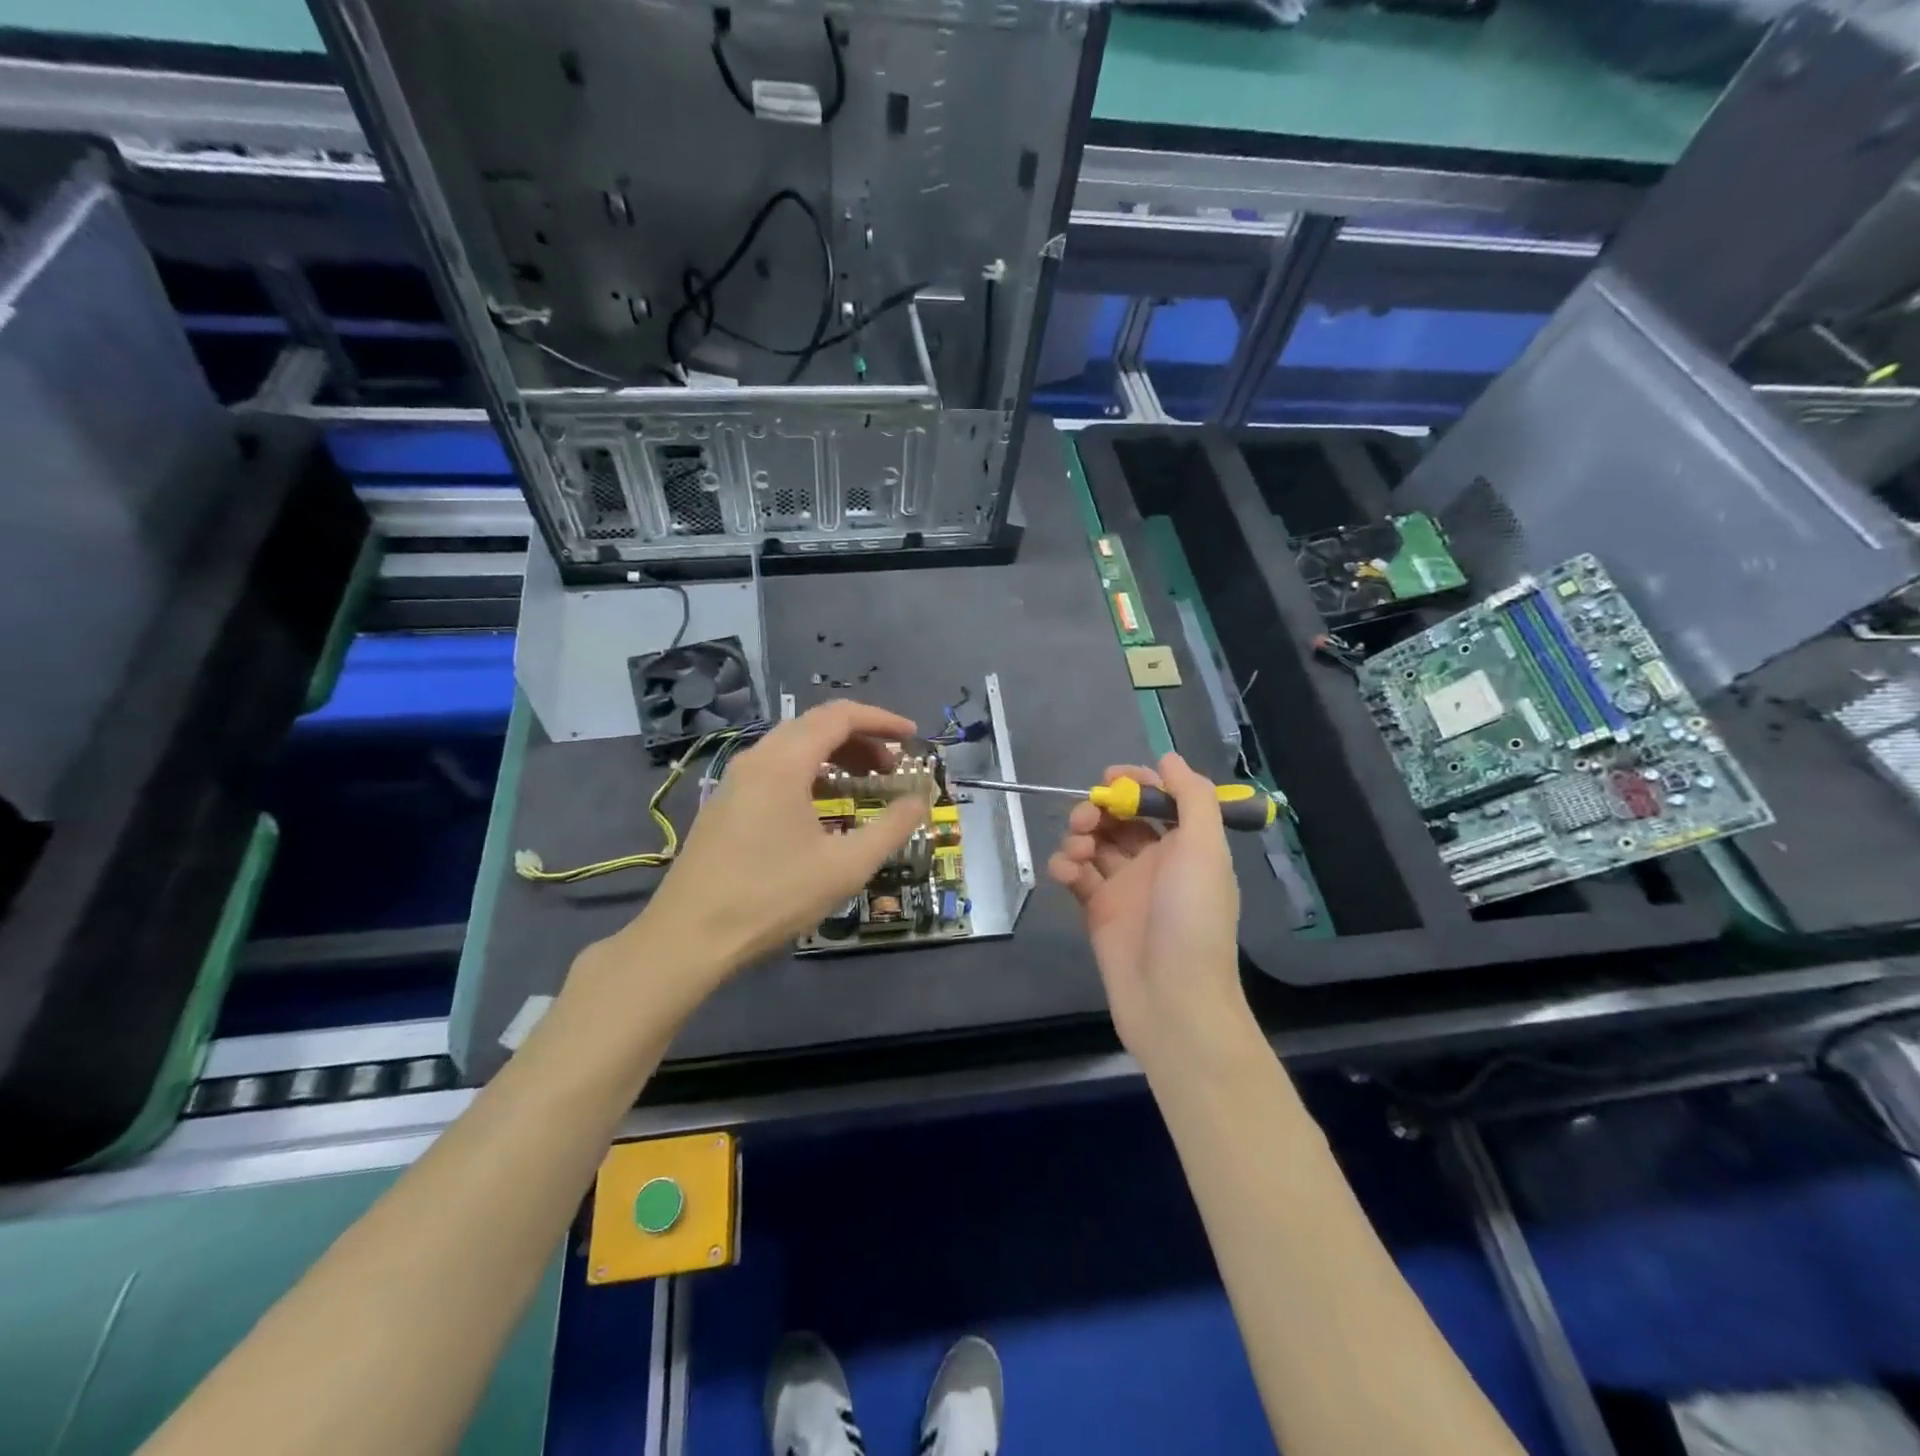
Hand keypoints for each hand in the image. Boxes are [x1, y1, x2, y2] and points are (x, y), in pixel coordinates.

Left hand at [621, 700, 930, 985]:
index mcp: (784, 762)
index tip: (913, 737)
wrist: (688, 937)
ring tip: (865, 785)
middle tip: (893, 767)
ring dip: (834, 756)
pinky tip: (823, 808)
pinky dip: (809, 773)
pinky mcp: (725, 804)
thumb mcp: (846, 866)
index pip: (840, 716)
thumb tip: (919, 801)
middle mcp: (756, 759)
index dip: (881, 720)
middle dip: (861, 739)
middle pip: (815, 726)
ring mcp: (735, 781)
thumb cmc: (772, 896)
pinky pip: (775, 769)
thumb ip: (891, 828)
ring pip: (793, 748)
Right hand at [1047, 754, 1252, 1068]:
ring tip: (1077, 850)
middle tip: (1087, 818)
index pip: (1158, 800)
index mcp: (1186, 846)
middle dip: (1100, 810)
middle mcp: (1156, 862)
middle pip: (1121, 819)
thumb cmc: (1193, 919)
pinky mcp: (1097, 911)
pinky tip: (1065, 872)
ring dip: (1080, 835)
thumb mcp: (1204, 850)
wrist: (1172, 999)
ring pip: (1095, 843)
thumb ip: (1192, 798)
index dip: (1135, 784)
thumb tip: (1169, 758)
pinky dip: (1065, 866)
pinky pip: (1076, 876)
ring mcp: (1125, 887)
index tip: (1110, 779)